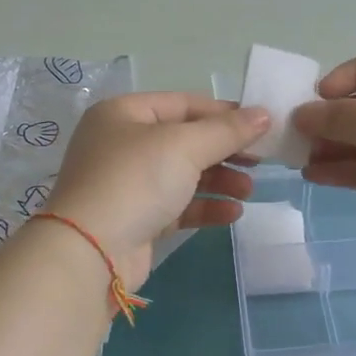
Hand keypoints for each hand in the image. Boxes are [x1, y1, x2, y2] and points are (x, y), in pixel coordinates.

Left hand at [41, 93, 268, 286]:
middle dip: (225, 150)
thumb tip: (264, 113)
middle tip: (260, 161)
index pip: (183, 104)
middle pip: (185, 140)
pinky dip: (205, 206)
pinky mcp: (136, 219)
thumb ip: (227, 130)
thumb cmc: (136, 181)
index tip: (261, 126)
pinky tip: (233, 213)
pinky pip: (177, 206)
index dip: (223, 113)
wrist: (90, 252)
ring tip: (249, 190)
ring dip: (220, 179)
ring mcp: (127, 184)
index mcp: (124, 113)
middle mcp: (122, 144)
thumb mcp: (185, 146)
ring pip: (183, 174)